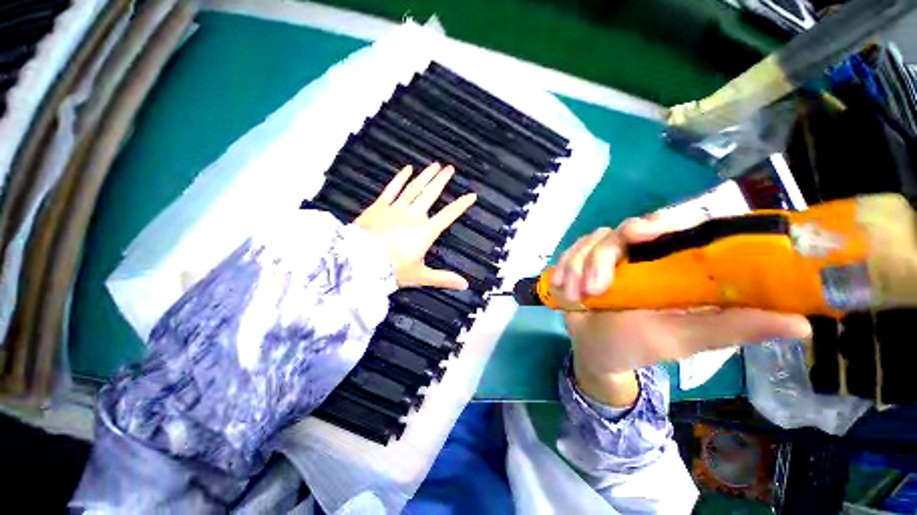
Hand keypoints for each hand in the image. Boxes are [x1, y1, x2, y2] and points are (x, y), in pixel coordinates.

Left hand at [354, 163, 476, 289]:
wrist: (359, 264)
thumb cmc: (392, 271)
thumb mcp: (421, 276)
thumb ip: (444, 278)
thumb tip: (465, 285)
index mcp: (426, 231)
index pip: (449, 215)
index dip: (461, 205)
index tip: (471, 195)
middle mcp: (414, 216)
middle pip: (431, 194)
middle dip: (442, 181)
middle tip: (450, 168)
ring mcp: (396, 209)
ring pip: (414, 188)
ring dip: (426, 176)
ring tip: (435, 165)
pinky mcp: (379, 206)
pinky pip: (392, 189)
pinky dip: (400, 178)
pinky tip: (407, 168)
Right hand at [557, 215, 811, 405]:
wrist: (594, 350)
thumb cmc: (638, 346)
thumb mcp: (683, 338)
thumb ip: (732, 328)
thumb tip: (804, 324)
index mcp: (672, 264)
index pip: (674, 225)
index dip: (659, 222)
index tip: (641, 235)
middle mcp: (641, 253)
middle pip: (622, 230)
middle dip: (603, 256)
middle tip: (597, 287)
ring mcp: (607, 255)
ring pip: (592, 241)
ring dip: (579, 267)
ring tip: (577, 297)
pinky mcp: (582, 260)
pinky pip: (571, 250)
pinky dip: (564, 266)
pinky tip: (562, 287)